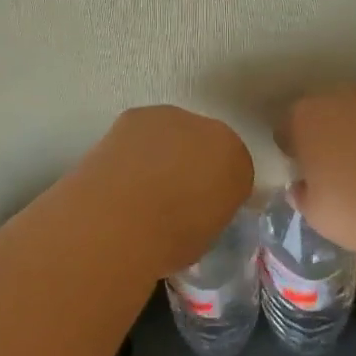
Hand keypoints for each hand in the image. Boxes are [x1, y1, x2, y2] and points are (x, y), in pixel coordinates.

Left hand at [71, 106, 253, 277]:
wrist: (121, 219)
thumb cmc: (171, 240)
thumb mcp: (206, 235)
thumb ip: (210, 209)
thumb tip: (196, 207)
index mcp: (236, 161)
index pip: (234, 170)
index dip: (216, 190)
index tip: (201, 209)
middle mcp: (210, 130)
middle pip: (203, 144)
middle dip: (191, 163)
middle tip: (170, 195)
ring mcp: (171, 117)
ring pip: (171, 133)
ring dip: (162, 152)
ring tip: (139, 185)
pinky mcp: (135, 114)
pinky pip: (141, 131)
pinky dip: (134, 148)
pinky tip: (120, 172)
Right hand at [276, 88, 355, 259]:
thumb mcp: (318, 216)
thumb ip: (303, 196)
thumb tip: (302, 188)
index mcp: (304, 119)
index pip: (285, 128)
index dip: (292, 151)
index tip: (303, 173)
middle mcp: (336, 98)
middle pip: (321, 114)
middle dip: (323, 136)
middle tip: (334, 170)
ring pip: (355, 114)